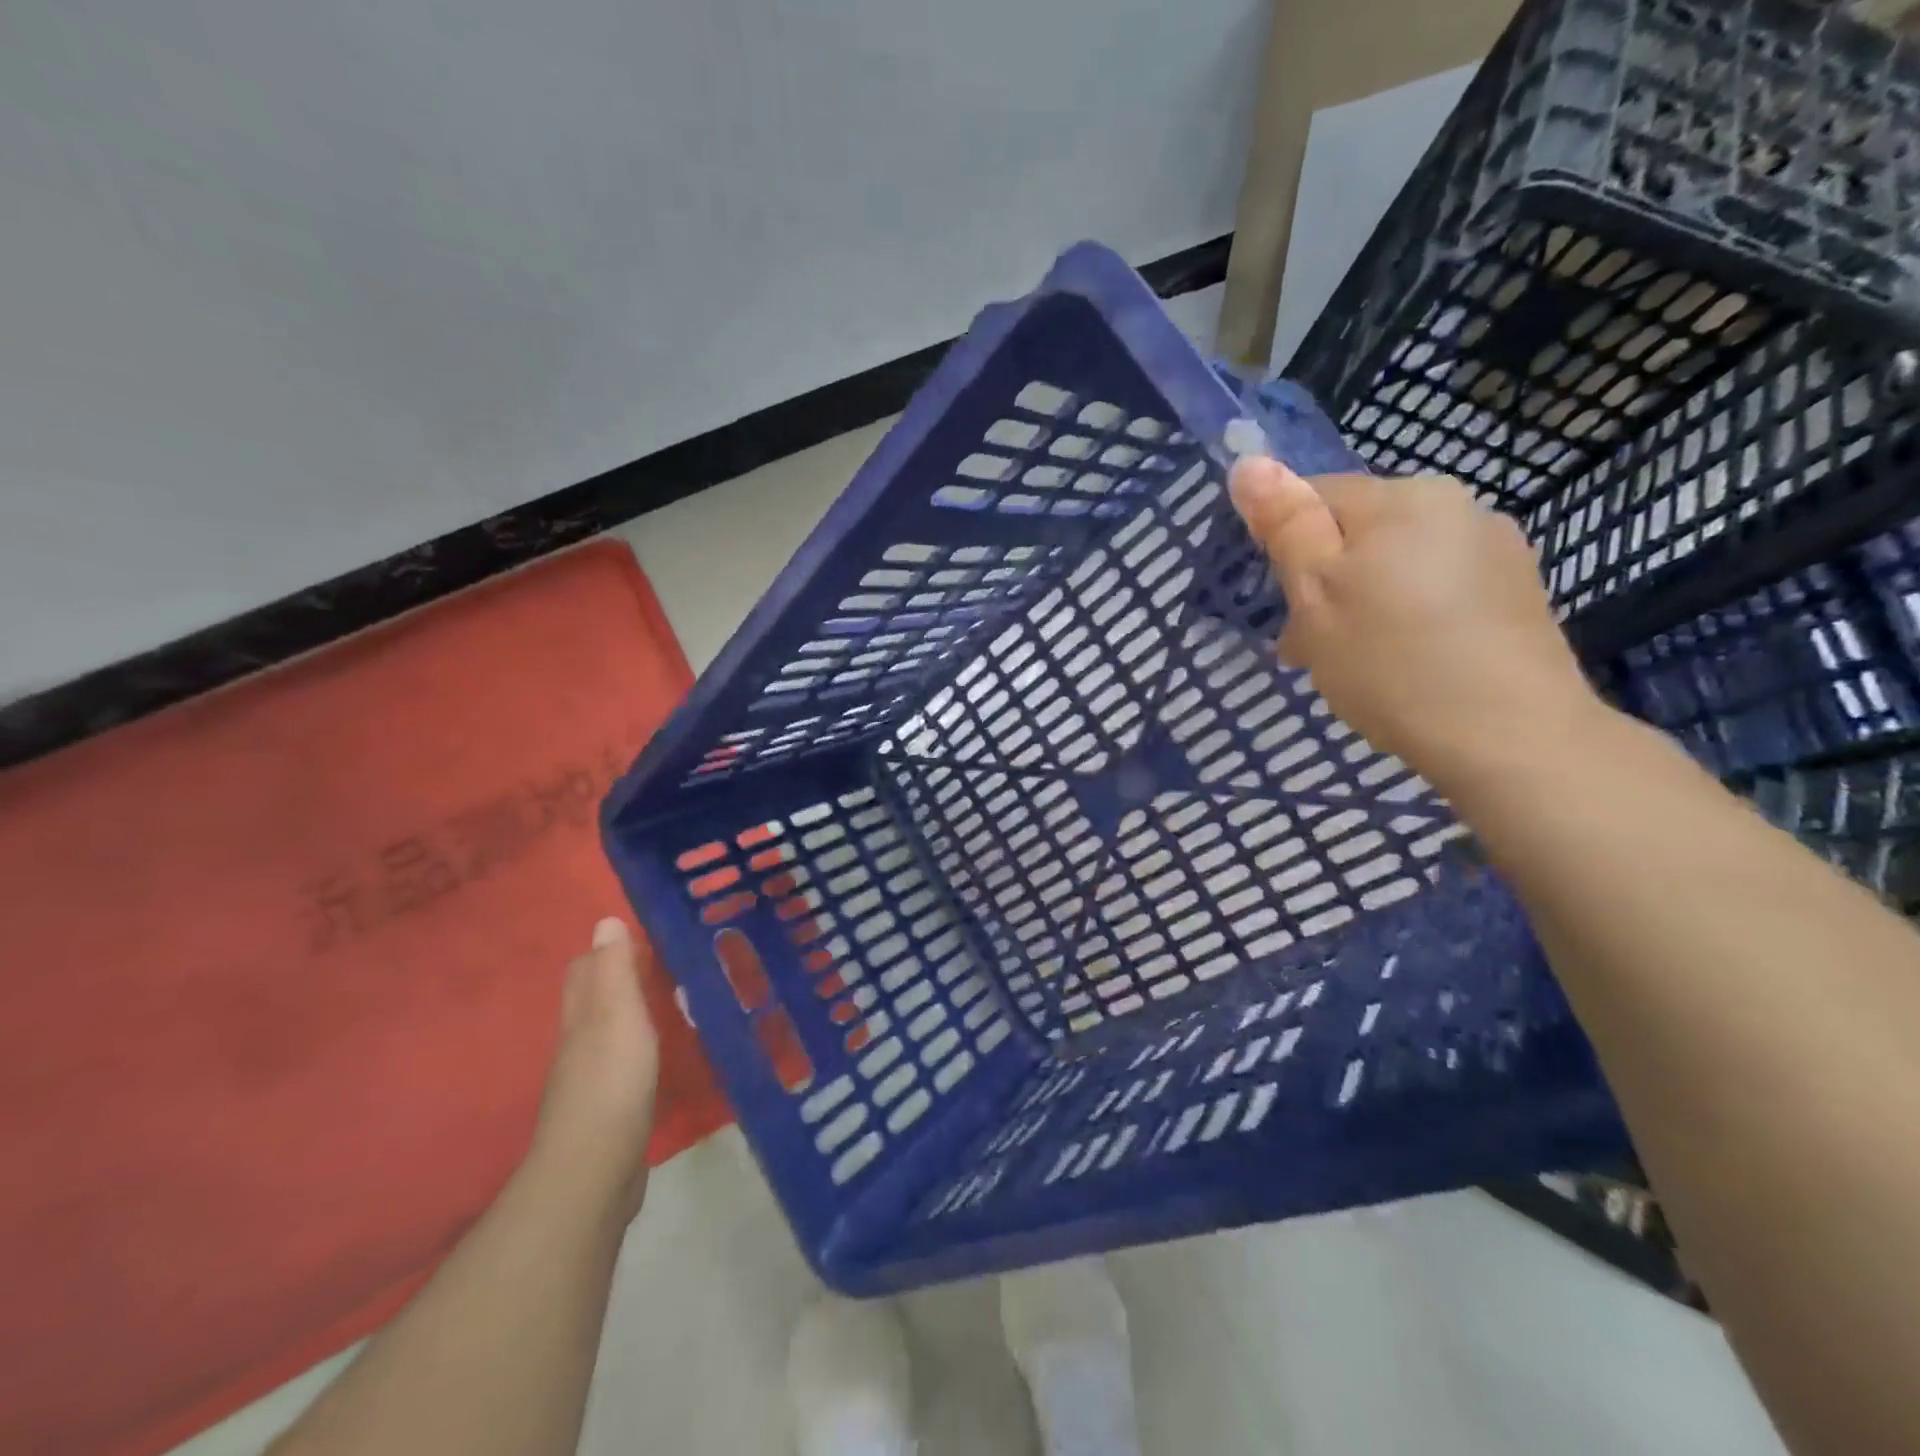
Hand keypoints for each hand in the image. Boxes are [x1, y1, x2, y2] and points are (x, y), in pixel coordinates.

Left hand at [528, 917, 659, 1224]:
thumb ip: (615, 971)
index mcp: (582, 1018)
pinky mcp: (609, 1111)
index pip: (585, 971)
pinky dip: (639, 1049)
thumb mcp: (618, 1016)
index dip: (608, 952)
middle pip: (593, 1001)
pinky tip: (662, 1053)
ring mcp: (591, 1081)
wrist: (595, 1171)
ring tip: (671, 1002)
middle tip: (664, 965)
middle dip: (619, 980)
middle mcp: (579, 1044)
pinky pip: (622, 1065)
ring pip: (608, 1033)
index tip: (645, 937)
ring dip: (631, 1014)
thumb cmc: (611, 1082)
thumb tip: (605, 920)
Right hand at [1226, 458, 1601, 793]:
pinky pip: (1439, 589)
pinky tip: (1406, 664)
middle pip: (1359, 532)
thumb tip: (1250, 463)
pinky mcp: (1517, 591)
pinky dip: (1410, 616)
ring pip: (1399, 563)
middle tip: (1312, 646)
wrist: (1508, 735)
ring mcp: (1496, 548)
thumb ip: (1286, 525)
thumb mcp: (1316, 594)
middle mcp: (1457, 505)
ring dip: (1365, 600)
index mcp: (1402, 498)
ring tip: (1357, 662)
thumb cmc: (1390, 661)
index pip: (1316, 497)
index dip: (1287, 549)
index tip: (1284, 607)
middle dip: (1326, 579)